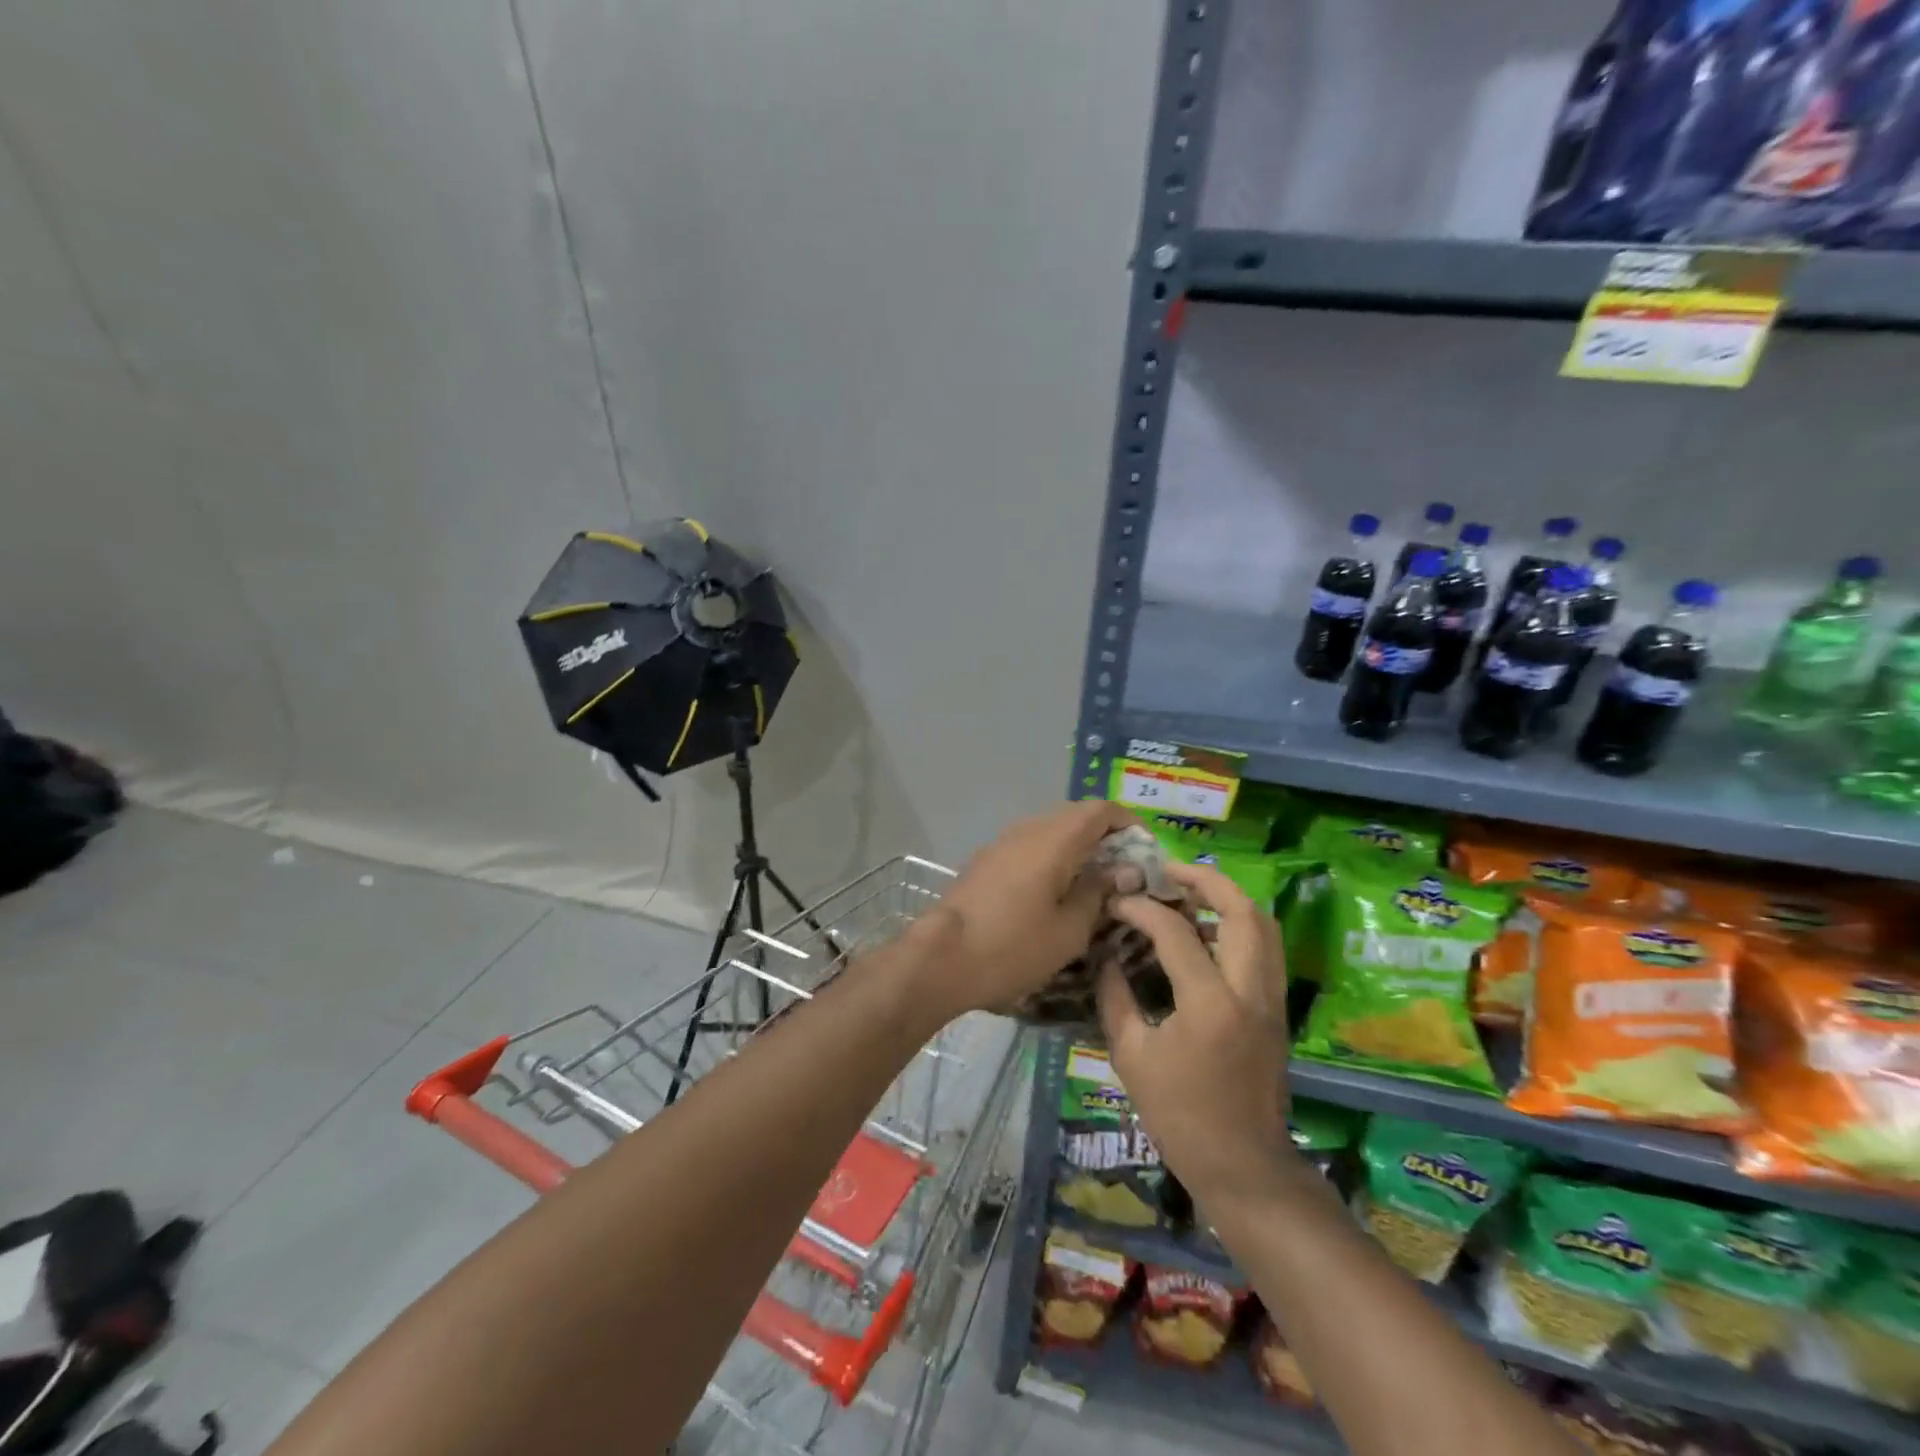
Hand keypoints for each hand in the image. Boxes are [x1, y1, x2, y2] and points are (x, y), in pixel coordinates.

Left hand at [914, 800, 1138, 1018]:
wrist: (940, 958)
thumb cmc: (1012, 947)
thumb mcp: (1069, 930)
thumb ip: (1099, 893)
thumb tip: (1124, 871)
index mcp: (1054, 839)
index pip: (1101, 809)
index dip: (1129, 824)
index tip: (1145, 853)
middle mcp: (1028, 829)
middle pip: (1075, 816)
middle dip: (1105, 837)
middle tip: (1124, 873)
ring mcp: (1001, 842)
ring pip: (1049, 830)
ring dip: (1076, 847)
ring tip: (1092, 885)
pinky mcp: (985, 860)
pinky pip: (1028, 846)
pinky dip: (1051, 857)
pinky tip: (1054, 891)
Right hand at [1097, 861, 1295, 1205]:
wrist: (1242, 1164)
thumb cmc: (1179, 1115)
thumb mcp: (1131, 1055)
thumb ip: (1115, 996)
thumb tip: (1105, 954)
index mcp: (1209, 1004)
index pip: (1175, 932)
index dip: (1141, 909)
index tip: (1116, 901)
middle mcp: (1249, 991)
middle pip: (1241, 910)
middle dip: (1204, 880)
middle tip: (1167, 872)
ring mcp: (1271, 998)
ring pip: (1263, 924)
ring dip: (1227, 898)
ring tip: (1188, 892)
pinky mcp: (1277, 1008)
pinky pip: (1265, 947)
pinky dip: (1238, 924)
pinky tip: (1206, 931)